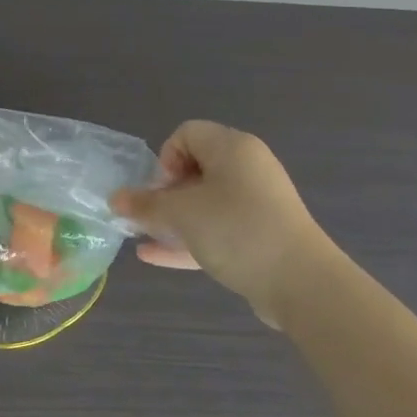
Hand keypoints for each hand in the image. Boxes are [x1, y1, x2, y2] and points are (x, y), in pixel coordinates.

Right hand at [110, 121, 331, 322]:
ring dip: (172, 218)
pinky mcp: (259, 236)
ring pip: (204, 203)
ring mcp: (256, 204)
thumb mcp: (182, 215)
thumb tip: (115, 200)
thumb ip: (145, 206)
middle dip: (163, 193)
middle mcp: (247, 169)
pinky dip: (189, 238)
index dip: (165, 158)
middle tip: (149, 217)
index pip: (187, 134)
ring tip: (143, 236)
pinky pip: (217, 229)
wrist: (301, 282)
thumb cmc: (236, 230)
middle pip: (194, 169)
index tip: (160, 190)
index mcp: (233, 148)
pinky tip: (153, 256)